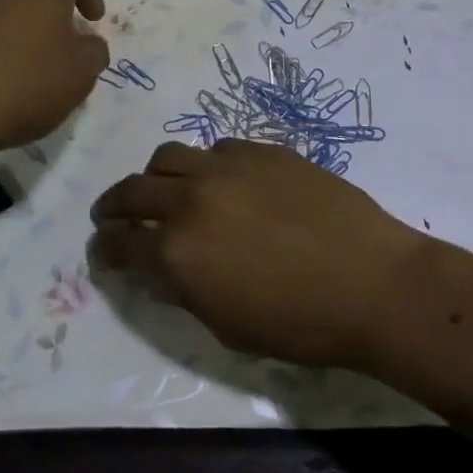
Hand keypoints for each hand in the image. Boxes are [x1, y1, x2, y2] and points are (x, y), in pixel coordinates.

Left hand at [0, 0, 108, 173]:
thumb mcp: (80, 73)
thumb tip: (86, 43)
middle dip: (57, 7)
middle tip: (67, 43)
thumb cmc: (25, 82)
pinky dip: (1, 45)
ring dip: (28, 26)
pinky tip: (4, 80)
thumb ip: (94, 52)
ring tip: (36, 65)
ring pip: (10, 4)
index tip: (92, 22)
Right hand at [89, 140, 427, 368]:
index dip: (105, 248)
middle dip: (114, 205)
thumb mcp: (227, 325)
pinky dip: (207, 164)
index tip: (102, 249)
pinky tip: (222, 180)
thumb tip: (161, 270)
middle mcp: (192, 198)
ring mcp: (228, 166)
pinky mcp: (262, 149)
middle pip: (134, 190)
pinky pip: (219, 147)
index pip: (122, 244)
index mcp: (178, 251)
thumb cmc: (299, 323)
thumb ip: (184, 292)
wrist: (371, 281)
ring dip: (156, 175)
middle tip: (110, 214)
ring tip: (162, 188)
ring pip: (171, 155)